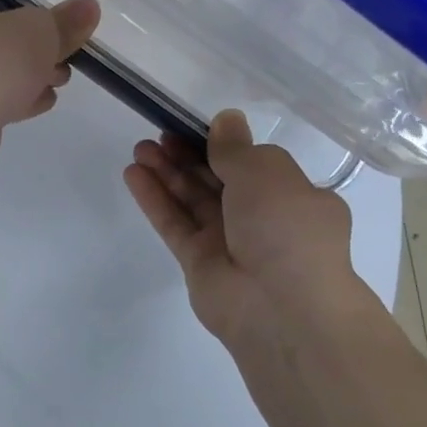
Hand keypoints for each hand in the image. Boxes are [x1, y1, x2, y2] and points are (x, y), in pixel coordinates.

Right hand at [124, 111, 360, 358]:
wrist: (280, 307)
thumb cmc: (285, 229)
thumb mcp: (266, 173)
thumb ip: (236, 148)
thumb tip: (227, 120)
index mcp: (293, 197)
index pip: (255, 165)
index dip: (222, 144)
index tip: (193, 126)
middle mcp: (263, 219)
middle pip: (218, 180)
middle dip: (188, 156)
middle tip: (158, 135)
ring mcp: (229, 242)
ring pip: (192, 200)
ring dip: (167, 173)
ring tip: (139, 149)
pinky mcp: (198, 262)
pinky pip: (174, 223)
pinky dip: (155, 199)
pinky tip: (133, 175)